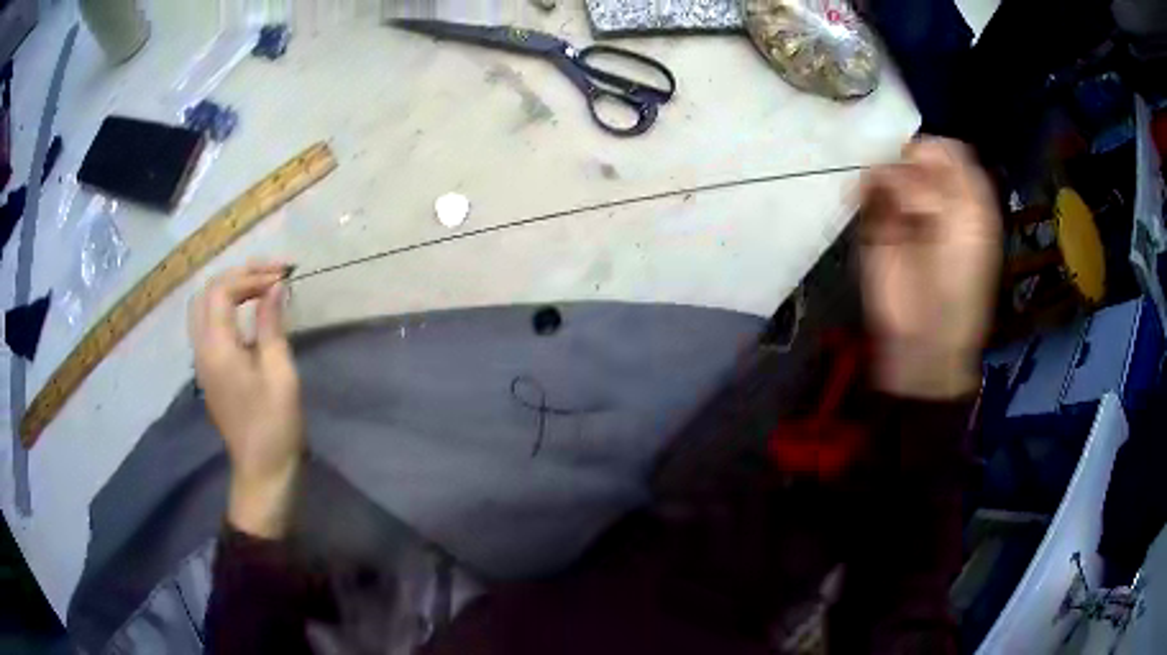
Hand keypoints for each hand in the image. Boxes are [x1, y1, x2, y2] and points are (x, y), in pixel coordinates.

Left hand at [189, 262, 301, 537]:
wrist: (263, 471)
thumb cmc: (275, 424)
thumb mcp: (279, 372)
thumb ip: (271, 325)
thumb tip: (275, 287)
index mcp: (217, 349)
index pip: (221, 291)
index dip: (251, 276)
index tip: (282, 277)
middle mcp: (201, 349)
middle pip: (206, 293)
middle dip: (237, 275)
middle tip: (270, 274)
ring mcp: (202, 361)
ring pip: (203, 307)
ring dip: (229, 289)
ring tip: (260, 287)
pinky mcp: (209, 371)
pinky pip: (207, 325)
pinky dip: (225, 307)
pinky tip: (248, 312)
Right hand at [860, 138, 1000, 398]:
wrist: (924, 335)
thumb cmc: (958, 285)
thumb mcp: (970, 229)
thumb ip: (953, 183)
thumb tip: (911, 160)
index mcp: (964, 198)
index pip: (947, 151)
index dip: (935, 152)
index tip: (925, 168)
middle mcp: (934, 197)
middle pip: (915, 154)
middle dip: (910, 166)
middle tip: (912, 199)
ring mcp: (903, 209)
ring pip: (887, 166)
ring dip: (886, 178)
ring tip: (893, 211)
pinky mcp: (876, 225)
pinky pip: (865, 189)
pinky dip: (862, 189)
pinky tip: (863, 201)